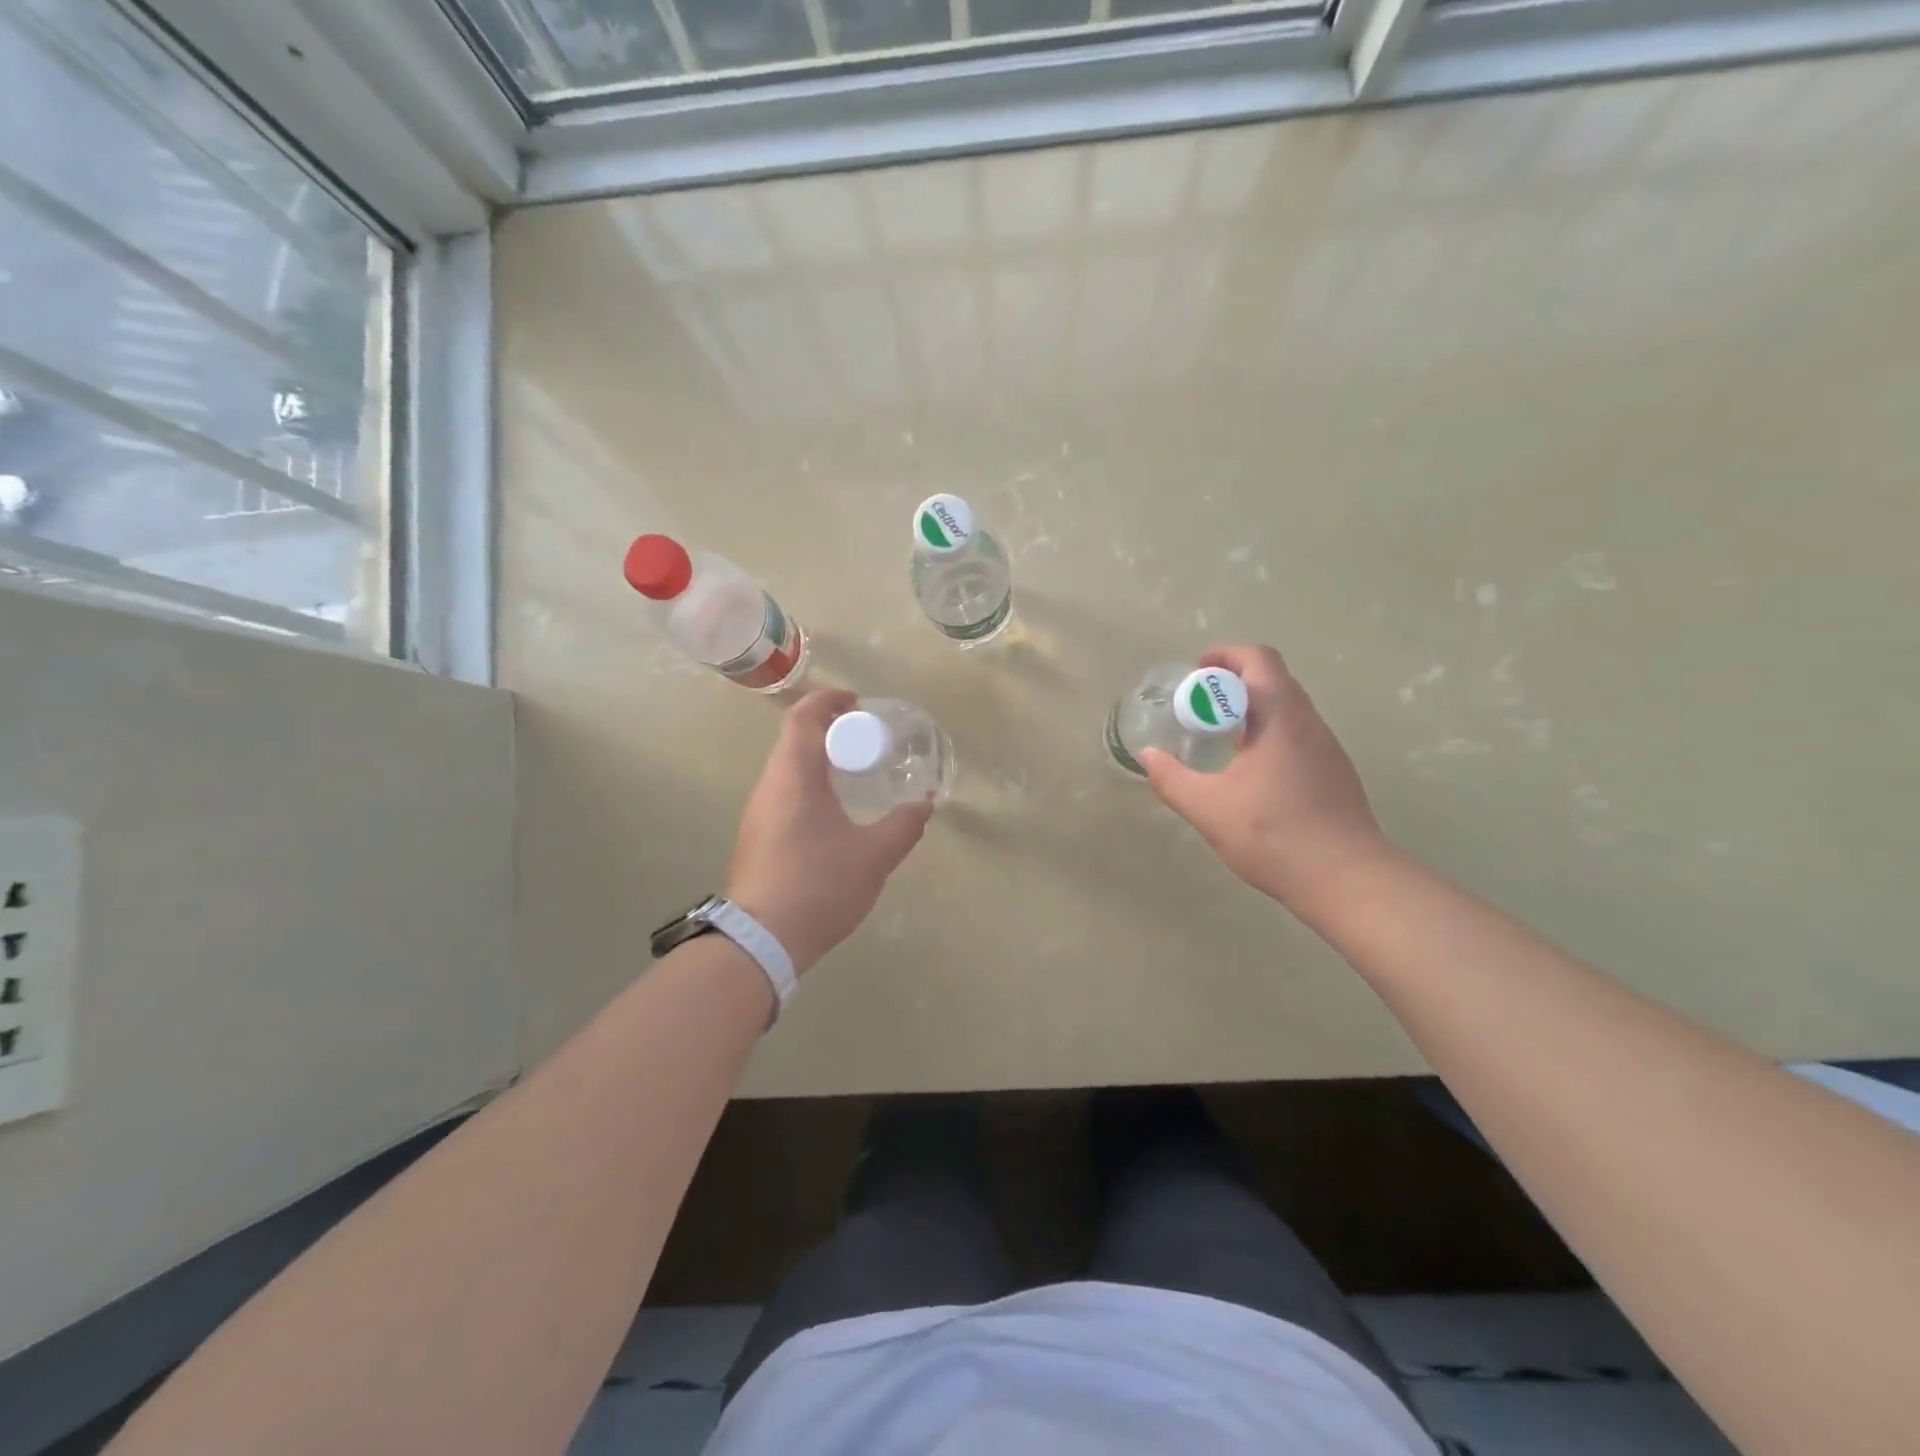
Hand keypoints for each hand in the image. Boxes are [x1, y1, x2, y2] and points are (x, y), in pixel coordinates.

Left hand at [725, 690, 932, 974]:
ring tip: (857, 772)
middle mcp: (769, 786)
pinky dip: (811, 786)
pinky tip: (836, 813)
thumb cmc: (818, 886)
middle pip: (795, 740)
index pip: (803, 717)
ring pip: (789, 769)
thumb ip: (904, 825)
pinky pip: (785, 794)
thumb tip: (925, 804)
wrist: (760, 941)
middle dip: (830, 729)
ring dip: (820, 760)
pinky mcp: (758, 837)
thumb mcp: (874, 856)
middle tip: (867, 739)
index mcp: (794, 776)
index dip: (830, 700)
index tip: (858, 701)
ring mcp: (759, 813)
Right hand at [1140, 644, 1392, 915]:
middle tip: (1199, 703)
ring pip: (1288, 707)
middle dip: (1234, 680)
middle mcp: (1309, 723)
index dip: (1226, 655)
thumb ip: (1172, 779)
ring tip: (1220, 734)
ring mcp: (1327, 748)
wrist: (1347, 879)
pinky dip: (1268, 731)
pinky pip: (1297, 733)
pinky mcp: (1334, 772)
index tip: (1197, 671)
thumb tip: (1147, 755)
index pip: (1259, 660)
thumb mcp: (1209, 809)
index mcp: (1281, 719)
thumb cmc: (1275, 836)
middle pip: (1274, 678)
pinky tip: (1250, 768)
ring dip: (1252, 706)